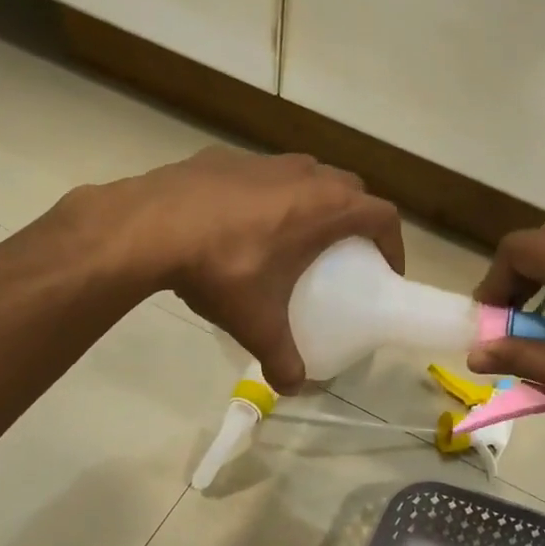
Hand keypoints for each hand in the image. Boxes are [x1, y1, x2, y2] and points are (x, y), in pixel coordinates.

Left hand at [94, 148, 403, 390]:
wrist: (151, 227)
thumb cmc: (223, 269)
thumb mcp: (257, 323)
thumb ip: (281, 358)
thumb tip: (293, 388)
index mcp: (326, 208)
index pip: (383, 216)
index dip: (393, 243)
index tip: (385, 270)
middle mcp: (304, 174)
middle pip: (350, 189)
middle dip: (355, 219)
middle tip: (344, 254)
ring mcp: (263, 161)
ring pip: (306, 175)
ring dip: (312, 201)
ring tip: (295, 237)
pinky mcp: (226, 157)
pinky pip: (263, 176)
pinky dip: (268, 196)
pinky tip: (244, 225)